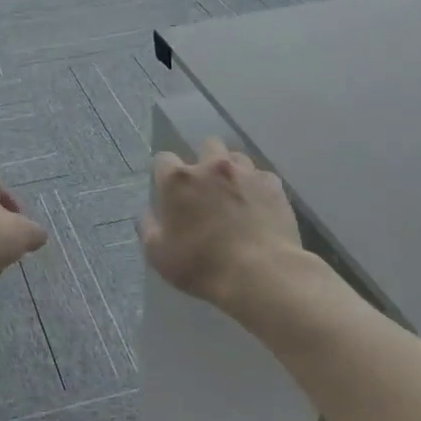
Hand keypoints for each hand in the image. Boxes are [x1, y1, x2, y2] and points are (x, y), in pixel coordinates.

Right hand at [141, 138, 301, 309]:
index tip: (169, 191)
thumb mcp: (158, 254)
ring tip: (234, 194)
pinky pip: (262, 177)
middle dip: (204, 161)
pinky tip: (258, 206)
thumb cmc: (201, 265)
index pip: (163, 159)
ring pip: (236, 158)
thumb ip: (148, 227)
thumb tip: (147, 212)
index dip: (165, 174)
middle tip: (205, 187)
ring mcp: (246, 173)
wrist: (259, 274)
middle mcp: (211, 167)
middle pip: (206, 145)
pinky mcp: (273, 186)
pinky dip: (257, 187)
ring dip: (232, 171)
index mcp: (178, 180)